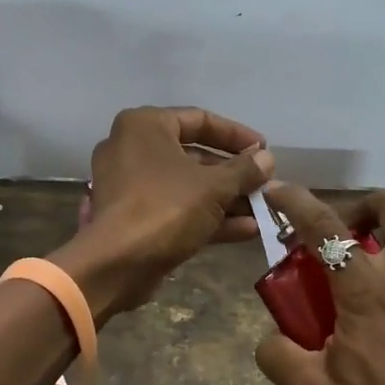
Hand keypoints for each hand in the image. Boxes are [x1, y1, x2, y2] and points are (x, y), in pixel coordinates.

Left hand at [53, 106, 274, 318]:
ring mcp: (130, 185)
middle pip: (193, 155)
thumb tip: (266, 159)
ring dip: (225, 199)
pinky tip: (247, 230)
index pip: (199, 119)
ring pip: (187, 186)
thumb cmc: (166, 208)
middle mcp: (132, 148)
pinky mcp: (133, 217)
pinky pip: (175, 208)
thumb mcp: (214, 186)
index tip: (264, 150)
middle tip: (264, 184)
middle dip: (233, 174)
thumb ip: (244, 170)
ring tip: (263, 211)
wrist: (117, 264)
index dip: (236, 135)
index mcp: (145, 126)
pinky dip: (207, 217)